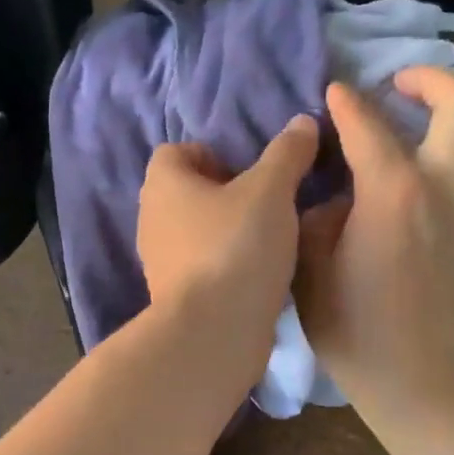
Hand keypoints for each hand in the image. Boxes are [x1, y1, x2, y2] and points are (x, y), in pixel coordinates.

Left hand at [138, 116, 319, 381]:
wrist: (214, 331)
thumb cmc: (237, 246)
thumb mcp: (271, 191)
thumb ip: (287, 154)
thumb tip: (302, 122)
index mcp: (163, 184)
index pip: (175, 152)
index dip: (212, 154)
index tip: (247, 173)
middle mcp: (151, 219)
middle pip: (186, 193)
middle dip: (223, 195)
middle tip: (263, 205)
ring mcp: (158, 262)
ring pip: (194, 233)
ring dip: (225, 232)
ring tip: (266, 242)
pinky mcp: (173, 298)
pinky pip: (200, 268)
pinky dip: (224, 266)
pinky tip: (256, 277)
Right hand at [295, 67, 453, 417]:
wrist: (412, 381)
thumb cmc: (350, 326)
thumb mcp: (307, 264)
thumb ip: (315, 214)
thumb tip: (332, 193)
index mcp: (392, 190)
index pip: (367, 124)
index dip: (346, 102)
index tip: (334, 91)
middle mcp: (445, 188)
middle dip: (431, 80)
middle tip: (402, 85)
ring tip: (453, 126)